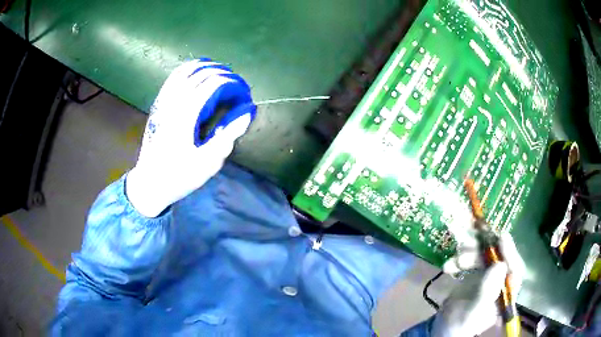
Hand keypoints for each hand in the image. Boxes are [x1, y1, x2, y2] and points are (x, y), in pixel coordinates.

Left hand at [126, 59, 255, 216]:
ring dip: (206, 67)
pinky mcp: (158, 104)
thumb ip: (228, 134)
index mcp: (186, 114)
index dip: (232, 83)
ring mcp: (163, 101)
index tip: (244, 93)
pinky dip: (188, 69)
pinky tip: (196, 73)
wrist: (150, 183)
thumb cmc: (179, 175)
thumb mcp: (208, 162)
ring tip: (220, 73)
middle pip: (201, 73)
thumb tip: (246, 111)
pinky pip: (173, 77)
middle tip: (236, 85)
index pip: (213, 83)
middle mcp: (174, 101)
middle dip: (223, 73)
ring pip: (186, 70)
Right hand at [432, 233, 524, 336]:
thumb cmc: (460, 325)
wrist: (442, 328)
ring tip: (454, 261)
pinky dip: (459, 259)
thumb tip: (500, 265)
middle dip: (481, 252)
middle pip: (497, 258)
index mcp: (506, 293)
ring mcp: (489, 276)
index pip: (514, 269)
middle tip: (466, 247)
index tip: (501, 237)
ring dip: (468, 254)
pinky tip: (449, 266)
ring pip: (484, 256)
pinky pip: (471, 259)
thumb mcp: (472, 312)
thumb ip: (486, 292)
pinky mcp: (477, 273)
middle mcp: (501, 281)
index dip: (510, 252)